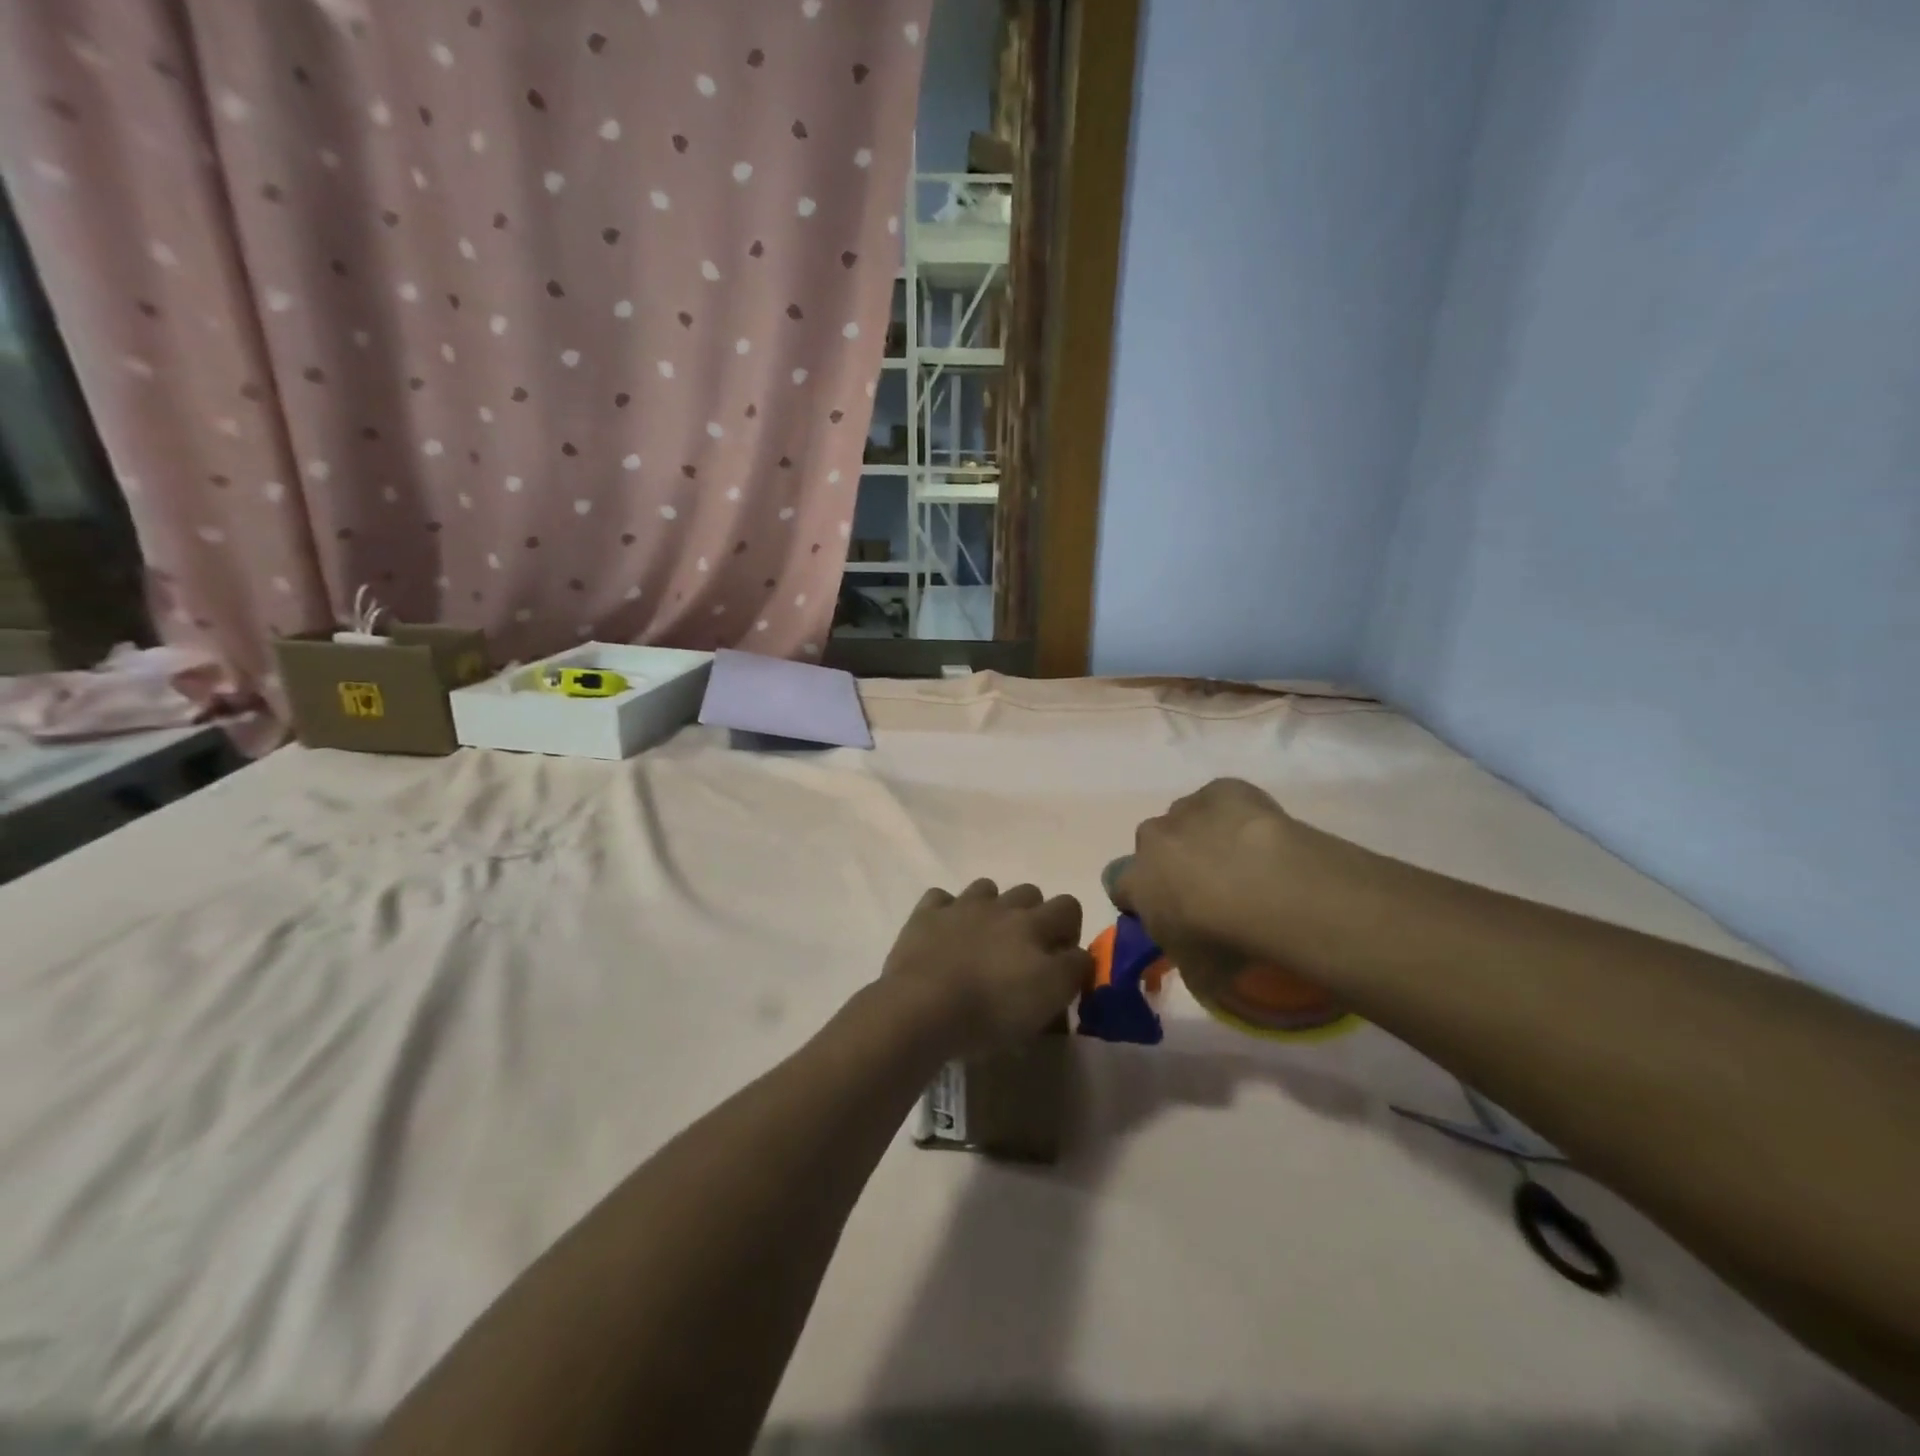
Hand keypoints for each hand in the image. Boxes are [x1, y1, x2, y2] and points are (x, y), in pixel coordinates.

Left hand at [880, 880, 1090, 1058]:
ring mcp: (961, 906)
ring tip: (984, 940)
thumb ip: (1073, 970)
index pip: (1070, 906)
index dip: (1070, 930)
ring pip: (986, 888)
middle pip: (1030, 892)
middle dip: (1033, 915)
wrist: (924, 1006)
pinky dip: (947, 912)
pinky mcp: (926, 916)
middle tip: (1023, 953)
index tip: (1060, 961)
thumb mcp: (1050, 997)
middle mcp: (1001, 906)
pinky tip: (945, 933)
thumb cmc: (992, 1008)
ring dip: (992, 907)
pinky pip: (941, 899)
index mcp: (1034, 924)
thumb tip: (1078, 955)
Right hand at [1112, 779, 1310, 998]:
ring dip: (1203, 838)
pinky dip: (1234, 815)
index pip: (1121, 888)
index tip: (1169, 919)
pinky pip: (1221, 801)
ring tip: (1243, 865)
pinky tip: (1259, 838)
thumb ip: (1185, 958)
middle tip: (1210, 892)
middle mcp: (1151, 839)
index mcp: (1135, 881)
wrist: (1271, 888)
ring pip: (1185, 821)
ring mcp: (1185, 809)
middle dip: (1172, 865)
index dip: (1143, 902)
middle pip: (1152, 848)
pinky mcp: (1223, 789)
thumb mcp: (1198, 972)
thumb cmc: (1225, 940)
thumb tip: (1193, 956)